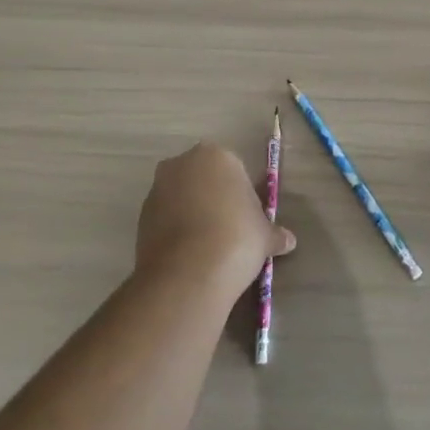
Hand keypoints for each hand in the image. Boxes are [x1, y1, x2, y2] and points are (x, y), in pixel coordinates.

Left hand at [134, 143, 295, 296]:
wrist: (189, 273)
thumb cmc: (237, 239)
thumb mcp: (266, 236)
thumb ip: (275, 233)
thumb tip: (288, 241)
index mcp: (217, 156)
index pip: (234, 169)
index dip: (242, 194)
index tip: (247, 218)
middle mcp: (182, 164)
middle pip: (203, 178)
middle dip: (213, 197)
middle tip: (229, 229)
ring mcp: (157, 189)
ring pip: (181, 197)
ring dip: (192, 213)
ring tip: (207, 246)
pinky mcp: (141, 216)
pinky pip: (165, 218)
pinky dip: (175, 230)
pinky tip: (189, 254)